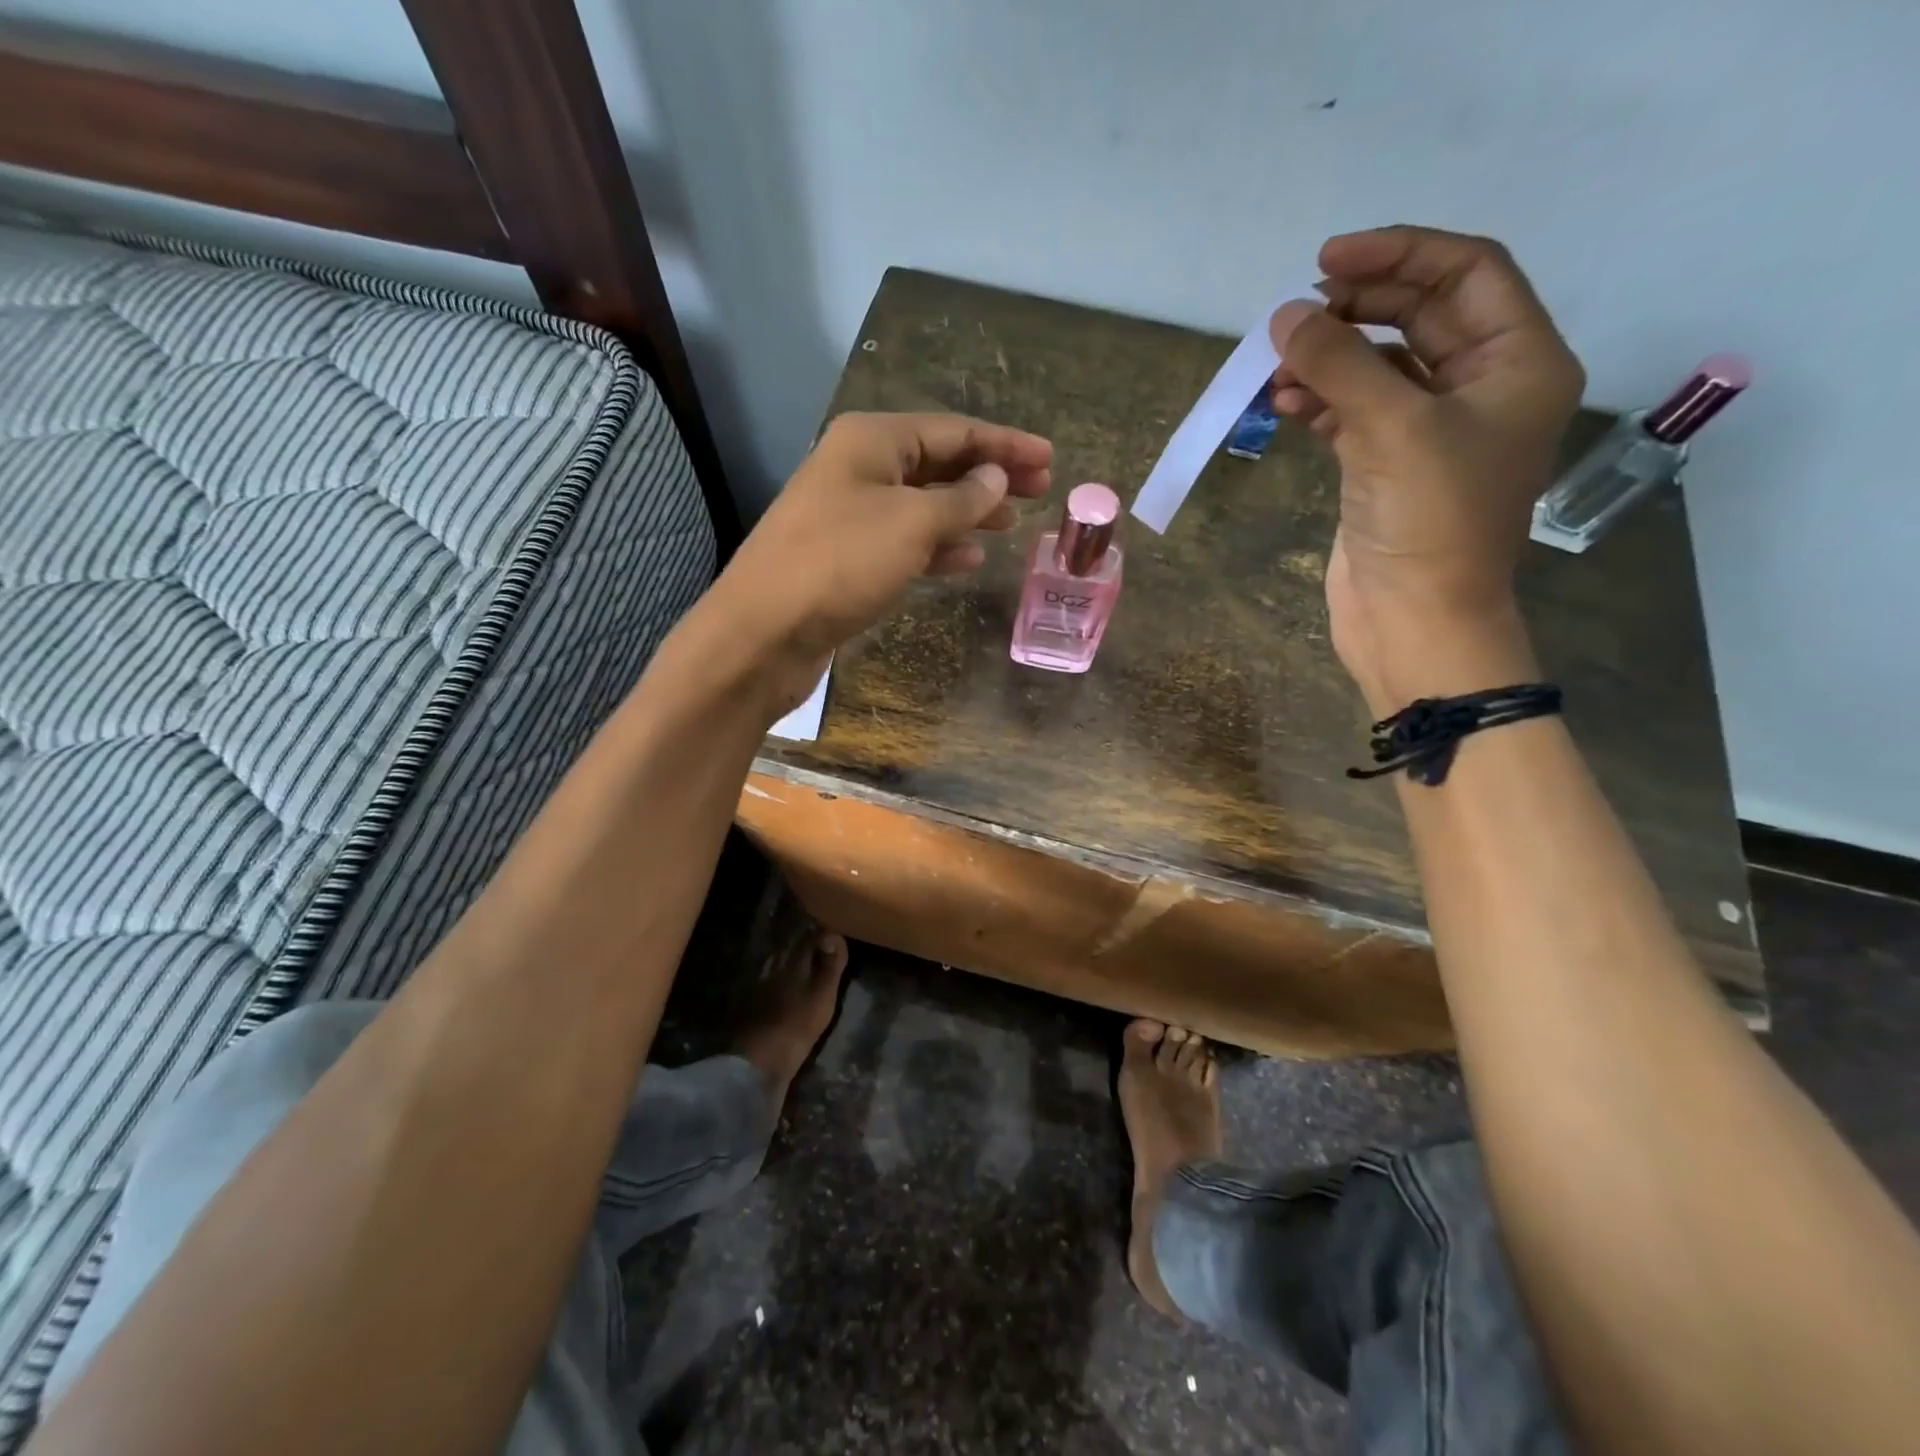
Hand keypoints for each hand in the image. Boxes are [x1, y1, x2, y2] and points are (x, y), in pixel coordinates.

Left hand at [714, 411, 1052, 702]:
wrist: (764, 631)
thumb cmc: (840, 563)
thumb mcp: (911, 524)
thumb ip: (961, 500)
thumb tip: (997, 478)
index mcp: (872, 440)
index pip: (953, 431)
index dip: (1005, 444)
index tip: (1050, 457)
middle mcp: (859, 468)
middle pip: (939, 463)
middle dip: (990, 476)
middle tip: (1040, 489)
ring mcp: (850, 514)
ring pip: (923, 504)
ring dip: (967, 512)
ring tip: (1011, 524)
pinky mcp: (847, 557)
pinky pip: (905, 540)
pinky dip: (938, 546)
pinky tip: (968, 558)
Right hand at [1268, 227, 1583, 703]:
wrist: (1414, 619)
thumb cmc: (1429, 521)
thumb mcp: (1391, 429)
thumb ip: (1338, 364)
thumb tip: (1285, 317)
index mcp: (1518, 363)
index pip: (1467, 274)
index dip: (1399, 254)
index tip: (1326, 260)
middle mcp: (1481, 388)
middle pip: (1419, 316)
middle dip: (1357, 308)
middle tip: (1296, 313)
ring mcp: (1430, 430)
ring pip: (1378, 366)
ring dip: (1328, 360)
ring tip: (1278, 369)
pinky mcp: (1386, 466)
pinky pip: (1353, 411)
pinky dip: (1320, 402)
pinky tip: (1285, 405)